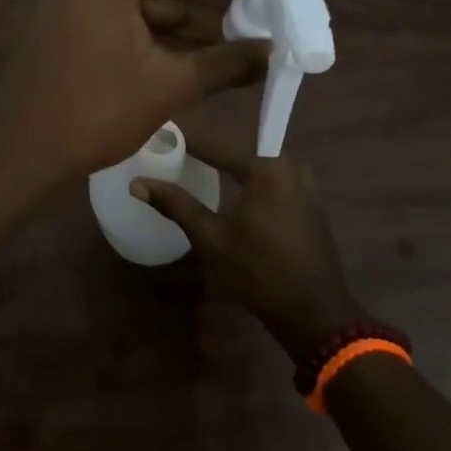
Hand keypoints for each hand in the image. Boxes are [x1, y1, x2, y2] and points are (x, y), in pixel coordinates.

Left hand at [0, 0, 268, 196]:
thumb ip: (227, 62)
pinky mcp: (69, 10)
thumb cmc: (93, 114)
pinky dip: (160, 29)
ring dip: (192, 19)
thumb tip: (275, 51)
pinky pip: (126, 10)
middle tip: (268, 14)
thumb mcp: (168, 85)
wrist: (19, 154)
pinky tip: (202, 49)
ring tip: (245, 38)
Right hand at [133, 136, 360, 361]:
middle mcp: (291, 168)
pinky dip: (253, 189)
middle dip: (212, 157)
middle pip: (241, 157)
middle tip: (181, 158)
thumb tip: (137, 183)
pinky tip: (233, 200)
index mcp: (267, 168)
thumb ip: (175, 204)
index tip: (166, 137)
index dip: (190, 144)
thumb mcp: (210, 237)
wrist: (314, 313)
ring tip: (202, 176)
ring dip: (234, 174)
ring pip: (259, 172)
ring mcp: (307, 187)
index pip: (218, 147)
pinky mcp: (313, 207)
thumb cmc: (257, 271)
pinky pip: (275, 187)